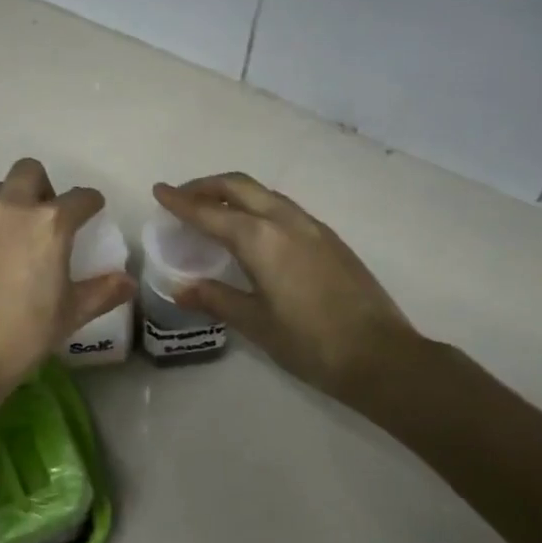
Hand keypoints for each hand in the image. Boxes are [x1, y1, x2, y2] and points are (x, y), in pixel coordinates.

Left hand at [0, 158, 134, 425]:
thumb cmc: (22, 335)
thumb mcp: (69, 315)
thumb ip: (101, 292)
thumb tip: (127, 281)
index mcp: (50, 224)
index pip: (80, 198)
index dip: (91, 203)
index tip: (93, 212)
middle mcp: (13, 208)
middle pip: (30, 171)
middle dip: (45, 186)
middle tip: (49, 219)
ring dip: (14, 200)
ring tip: (18, 235)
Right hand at [152, 173, 425, 400]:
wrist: (382, 357)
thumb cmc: (311, 343)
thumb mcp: (256, 324)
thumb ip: (216, 299)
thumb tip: (181, 288)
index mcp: (261, 239)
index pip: (209, 212)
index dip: (180, 201)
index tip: (159, 190)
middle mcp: (285, 221)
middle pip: (238, 186)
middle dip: (206, 186)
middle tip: (183, 196)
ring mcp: (312, 226)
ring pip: (264, 193)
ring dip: (234, 193)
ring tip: (214, 210)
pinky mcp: (329, 238)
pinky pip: (283, 207)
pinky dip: (257, 206)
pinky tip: (254, 230)